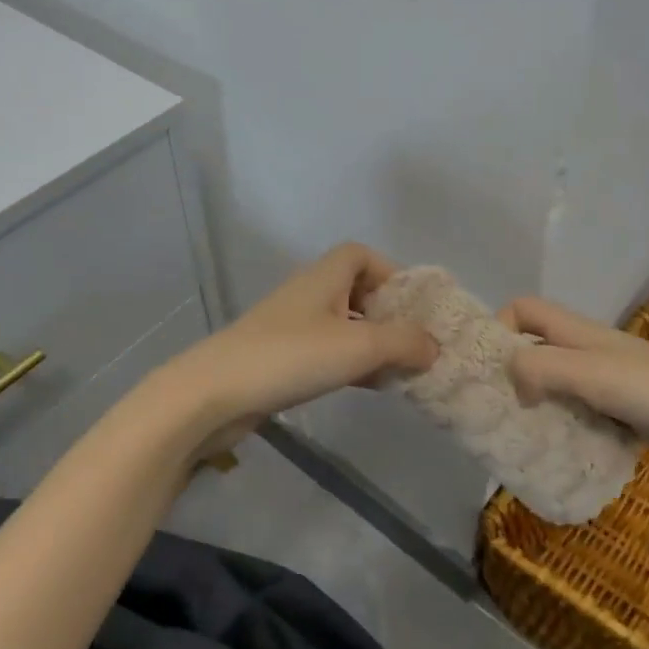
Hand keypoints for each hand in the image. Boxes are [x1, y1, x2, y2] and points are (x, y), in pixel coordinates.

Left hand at [164, 243, 438, 449]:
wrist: (215, 394)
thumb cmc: (291, 356)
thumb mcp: (358, 345)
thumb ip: (403, 342)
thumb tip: (434, 346)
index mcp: (324, 277)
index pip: (360, 254)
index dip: (391, 272)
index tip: (412, 306)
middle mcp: (308, 295)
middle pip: (355, 290)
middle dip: (387, 314)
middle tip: (412, 344)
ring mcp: (291, 327)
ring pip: (342, 325)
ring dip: (371, 343)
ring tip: (397, 371)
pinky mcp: (280, 358)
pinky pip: (325, 352)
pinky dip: (350, 364)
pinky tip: (366, 387)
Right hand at [499, 296, 648, 476]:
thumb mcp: (596, 374)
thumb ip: (544, 368)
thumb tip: (511, 383)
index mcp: (580, 334)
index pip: (524, 310)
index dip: (499, 328)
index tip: (487, 369)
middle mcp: (590, 351)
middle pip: (536, 348)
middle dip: (512, 374)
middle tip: (495, 412)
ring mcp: (610, 382)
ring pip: (557, 384)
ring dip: (538, 406)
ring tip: (522, 438)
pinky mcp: (627, 412)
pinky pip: (582, 413)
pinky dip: (568, 428)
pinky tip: (565, 454)